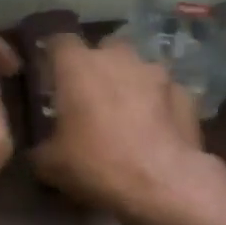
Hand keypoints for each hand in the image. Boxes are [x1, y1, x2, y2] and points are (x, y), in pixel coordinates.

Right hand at [30, 33, 207, 224]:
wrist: (162, 183)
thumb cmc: (96, 164)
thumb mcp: (50, 165)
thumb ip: (40, 147)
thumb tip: (40, 149)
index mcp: (77, 66)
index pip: (59, 40)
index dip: (53, 56)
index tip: (50, 76)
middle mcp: (118, 57)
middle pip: (104, 48)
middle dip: (97, 67)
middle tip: (90, 97)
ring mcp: (156, 72)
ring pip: (137, 68)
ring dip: (130, 84)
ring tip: (126, 115)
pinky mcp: (185, 93)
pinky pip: (164, 93)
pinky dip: (158, 105)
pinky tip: (155, 130)